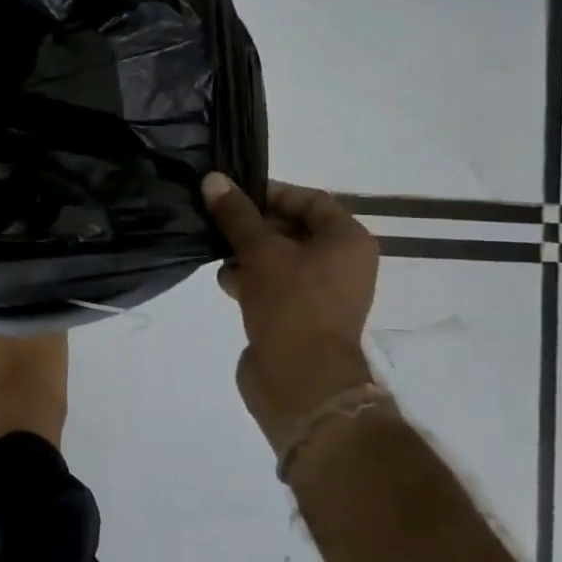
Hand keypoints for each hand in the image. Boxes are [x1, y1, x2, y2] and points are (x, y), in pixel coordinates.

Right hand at [202, 174, 379, 459]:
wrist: (301, 382)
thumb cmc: (291, 304)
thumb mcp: (260, 250)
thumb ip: (237, 214)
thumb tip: (213, 179)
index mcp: (348, 240)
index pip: (309, 200)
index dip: (271, 195)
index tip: (234, 197)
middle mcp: (342, 263)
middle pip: (292, 229)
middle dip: (253, 227)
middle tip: (219, 223)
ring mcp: (321, 293)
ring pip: (278, 259)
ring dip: (248, 255)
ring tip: (221, 257)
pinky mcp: (300, 317)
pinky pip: (274, 286)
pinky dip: (252, 281)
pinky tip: (228, 284)